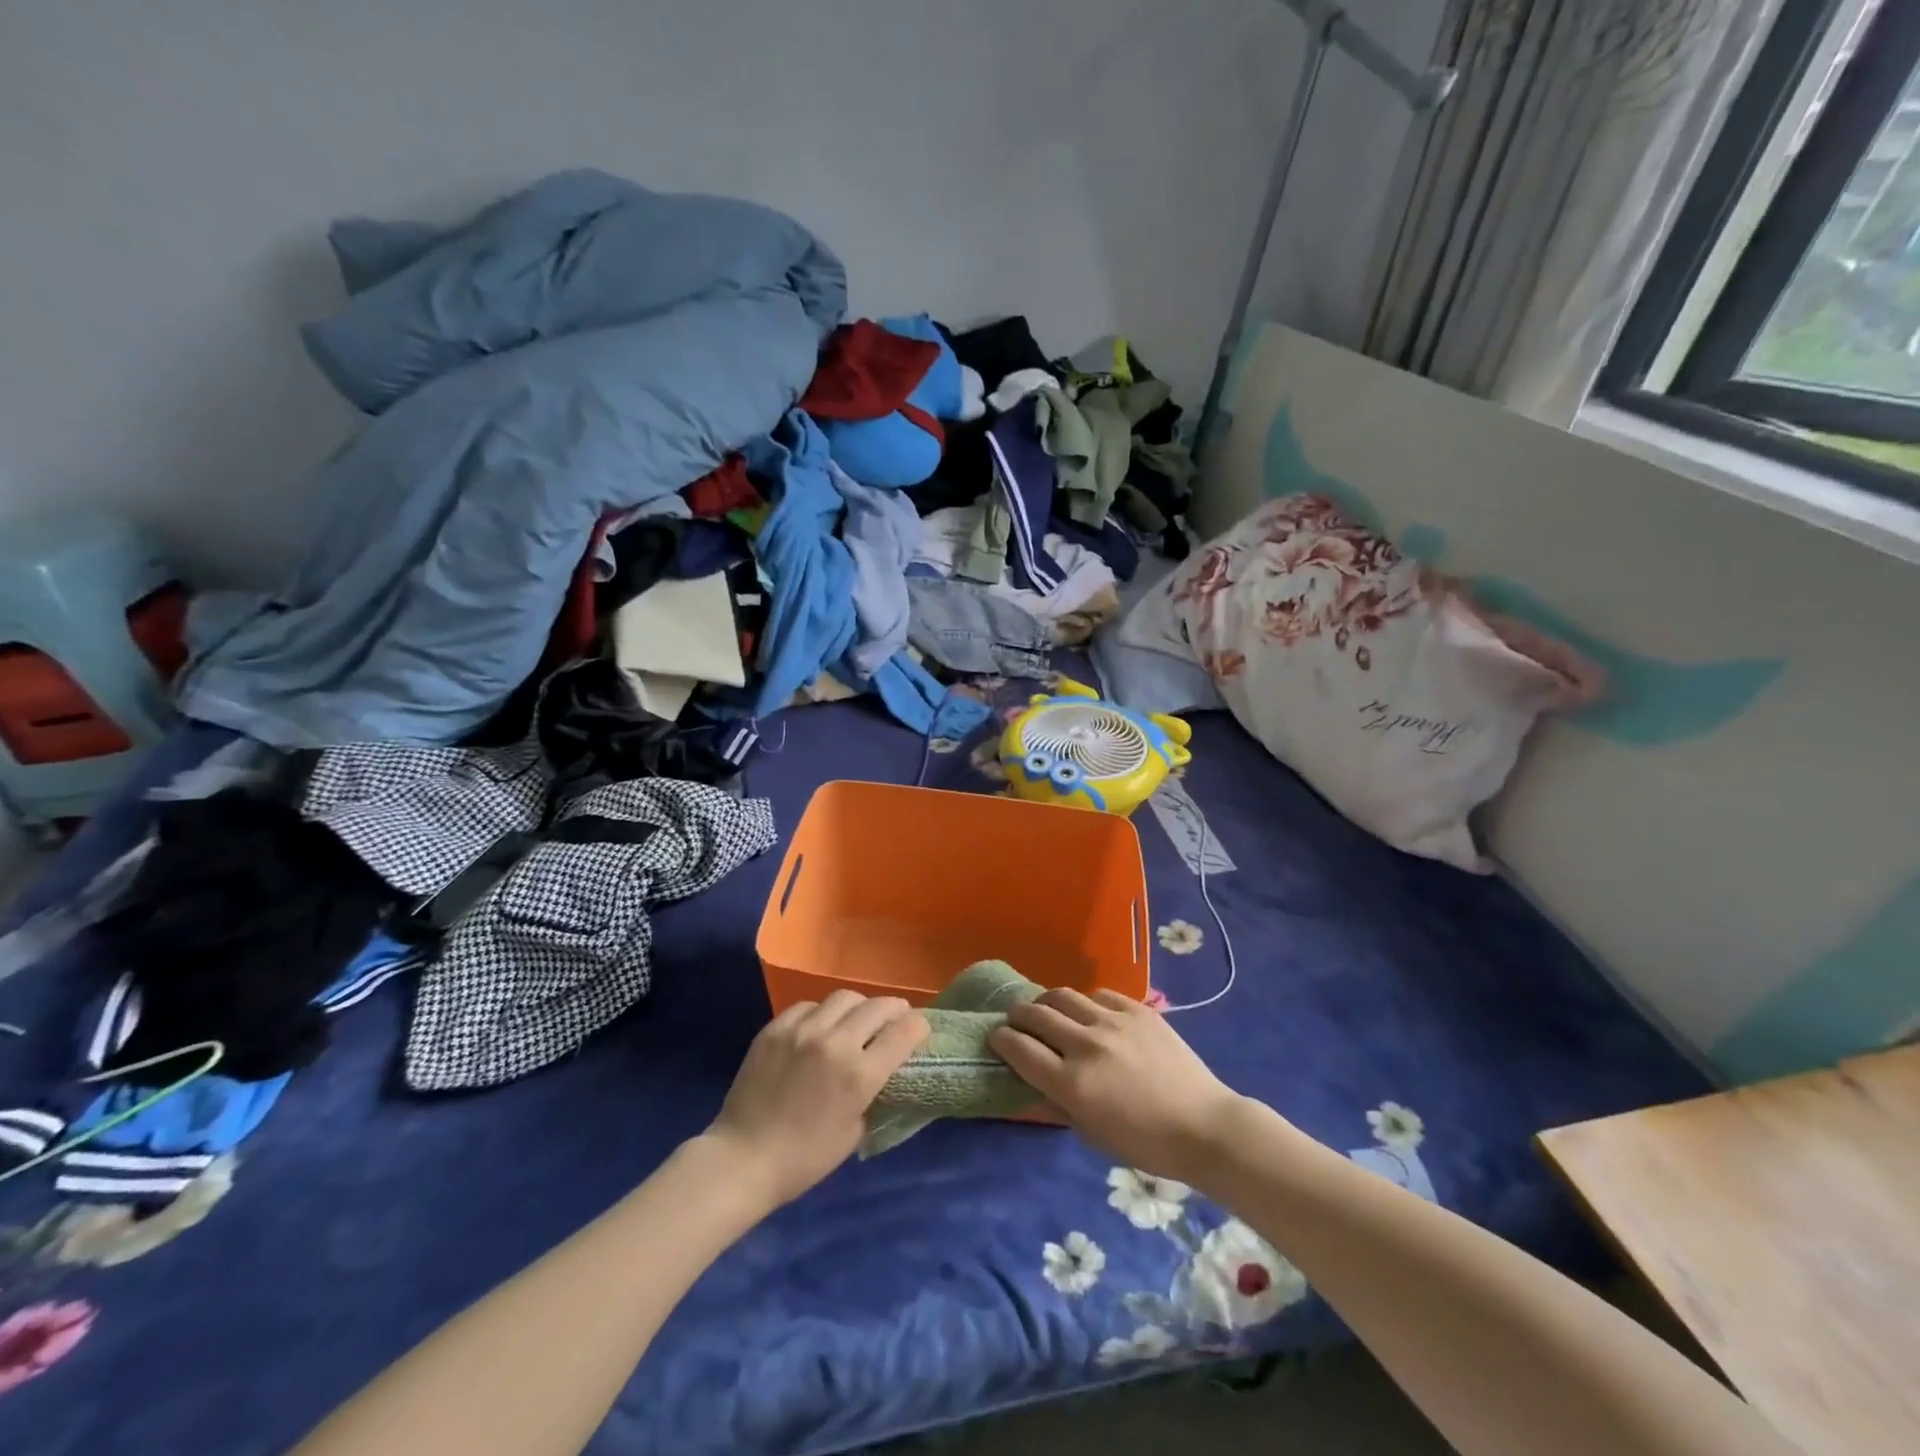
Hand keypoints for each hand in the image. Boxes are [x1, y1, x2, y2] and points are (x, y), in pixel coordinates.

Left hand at [705, 991, 929, 1208]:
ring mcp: (803, 1030)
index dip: (919, 1027)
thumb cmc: (805, 1158)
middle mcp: (835, 1043)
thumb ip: (874, 1093)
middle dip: (895, 1010)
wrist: (743, 1158)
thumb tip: (885, 1070)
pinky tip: (818, 1029)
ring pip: (845, 997)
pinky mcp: (776, 1027)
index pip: (904, 1032)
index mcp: (859, 1075)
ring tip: (856, 1021)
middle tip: (895, 1019)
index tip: (920, 1030)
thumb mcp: (855, 1131)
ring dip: (859, 1008)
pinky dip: (822, 1014)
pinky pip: (809, 1005)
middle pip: (878, 1006)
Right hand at [989, 988, 1244, 1187]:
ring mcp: (1113, 1022)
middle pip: (1036, 1014)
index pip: (1019, 1049)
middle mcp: (1086, 1045)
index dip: (1001, 1040)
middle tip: (1016, 1020)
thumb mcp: (1092, 1134)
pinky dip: (1087, 1002)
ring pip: (1064, 996)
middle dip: (1018, 1015)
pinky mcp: (1138, 1010)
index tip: (996, 1038)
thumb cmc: (1146, 1144)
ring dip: (1048, 1003)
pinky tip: (1091, 1013)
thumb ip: (1059, 1103)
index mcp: (1072, 1083)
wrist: (1204, 1126)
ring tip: (1048, 1010)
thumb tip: (1035, 1081)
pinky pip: (1100, 994)